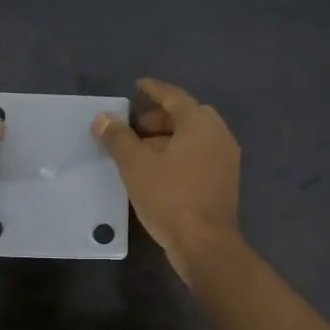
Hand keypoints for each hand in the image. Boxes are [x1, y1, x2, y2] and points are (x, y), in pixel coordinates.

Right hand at [94, 78, 240, 280]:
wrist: (205, 244)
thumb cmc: (169, 198)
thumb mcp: (135, 165)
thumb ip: (118, 138)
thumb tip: (103, 118)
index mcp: (200, 123)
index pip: (174, 96)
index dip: (154, 89)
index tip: (138, 85)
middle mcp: (218, 134)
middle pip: (188, 115)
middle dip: (160, 117)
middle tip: (135, 125)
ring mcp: (226, 158)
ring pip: (195, 136)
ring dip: (169, 137)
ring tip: (141, 149)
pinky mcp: (225, 180)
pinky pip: (200, 154)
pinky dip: (180, 153)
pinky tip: (159, 169)